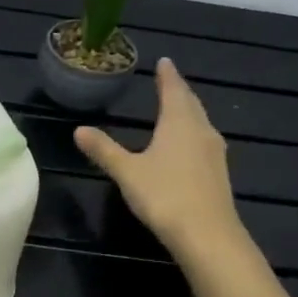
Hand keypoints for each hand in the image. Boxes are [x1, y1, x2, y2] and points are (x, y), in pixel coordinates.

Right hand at [74, 58, 246, 260]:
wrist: (207, 235)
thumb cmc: (164, 195)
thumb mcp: (127, 171)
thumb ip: (104, 149)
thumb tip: (79, 129)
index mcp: (179, 123)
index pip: (173, 91)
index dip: (167, 76)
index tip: (164, 62)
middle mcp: (201, 131)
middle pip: (191, 104)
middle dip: (179, 91)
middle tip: (170, 80)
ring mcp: (214, 153)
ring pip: (200, 123)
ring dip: (189, 112)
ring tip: (178, 107)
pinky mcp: (218, 173)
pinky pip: (204, 141)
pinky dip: (193, 132)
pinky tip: (187, 144)